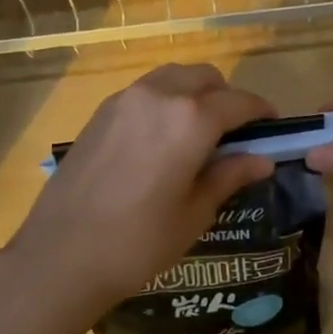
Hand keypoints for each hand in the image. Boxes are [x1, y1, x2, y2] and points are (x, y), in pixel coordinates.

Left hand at [1, 63, 275, 310]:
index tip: (272, 127)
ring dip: (194, 93)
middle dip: (226, 97)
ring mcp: (125, 100)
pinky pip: (145, 91)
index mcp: (191, 119)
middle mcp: (159, 95)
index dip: (261, 112)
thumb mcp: (195, 213)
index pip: (239, 102)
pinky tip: (162, 138)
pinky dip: (164, 100)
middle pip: (205, 77)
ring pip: (172, 77)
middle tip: (234, 133)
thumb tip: (262, 160)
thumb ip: (229, 176)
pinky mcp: (101, 112)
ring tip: (198, 132)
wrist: (60, 256)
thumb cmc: (139, 242)